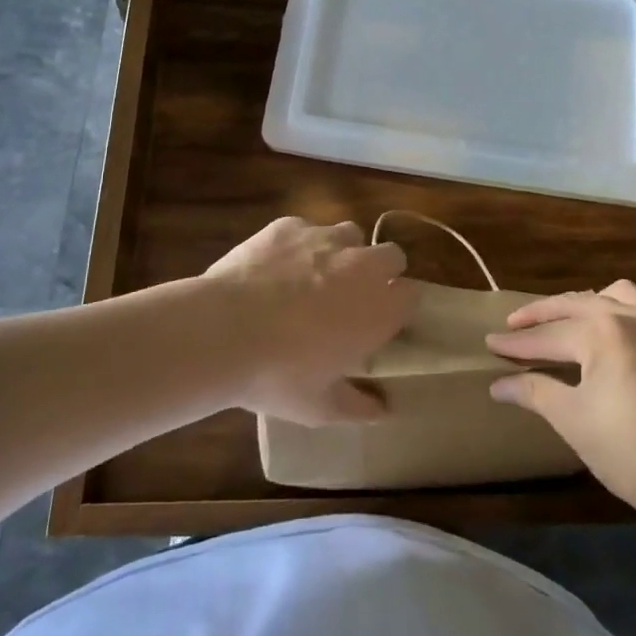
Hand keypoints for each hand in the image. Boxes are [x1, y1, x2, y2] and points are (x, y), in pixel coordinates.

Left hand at [204, 217, 414, 425]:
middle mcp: (361, 265)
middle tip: (353, 299)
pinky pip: (305, 229)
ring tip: (314, 277)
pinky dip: (298, 245)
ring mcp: (324, 238)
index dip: (398, 308)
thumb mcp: (320, 407)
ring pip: (350, 234)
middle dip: (380, 272)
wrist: (222, 331)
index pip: (412, 295)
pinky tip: (274, 268)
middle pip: (391, 256)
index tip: (381, 324)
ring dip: (343, 252)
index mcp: (379, 308)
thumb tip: (382, 410)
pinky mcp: (288, 225)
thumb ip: (358, 406)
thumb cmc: (278, 375)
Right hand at [486, 281, 635, 524]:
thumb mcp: (573, 419)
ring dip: (584, 304)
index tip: (489, 344)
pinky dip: (620, 312)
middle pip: (576, 306)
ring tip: (564, 321)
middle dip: (542, 316)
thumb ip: (534, 390)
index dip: (516, 343)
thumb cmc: (630, 452)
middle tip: (514, 326)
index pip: (548, 335)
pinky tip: (613, 335)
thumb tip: (498, 384)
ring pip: (614, 296)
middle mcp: (633, 316)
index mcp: (603, 331)